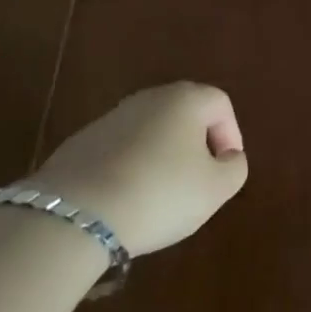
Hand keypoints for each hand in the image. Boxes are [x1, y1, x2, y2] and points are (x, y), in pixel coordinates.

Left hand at [30, 82, 247, 256]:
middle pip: (185, 115)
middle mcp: (150, 97)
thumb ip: (234, 169)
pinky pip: (120, 152)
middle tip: (195, 185)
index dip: (231, 136)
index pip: (221, 104)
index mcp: (186, 98)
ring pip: (150, 133)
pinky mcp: (81, 143)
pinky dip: (129, 170)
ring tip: (158, 199)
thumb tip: (229, 158)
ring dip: (160, 159)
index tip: (224, 172)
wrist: (75, 214)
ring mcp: (112, 117)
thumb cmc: (159, 193)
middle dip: (195, 148)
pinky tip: (124, 202)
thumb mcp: (215, 189)